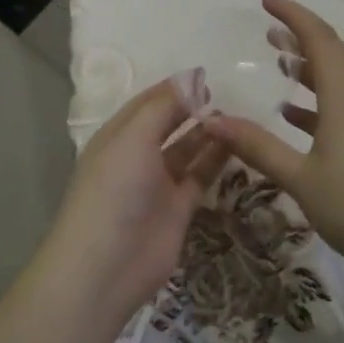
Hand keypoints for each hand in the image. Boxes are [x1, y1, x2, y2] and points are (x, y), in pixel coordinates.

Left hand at [45, 79, 226, 323]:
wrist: (106, 267)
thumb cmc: (114, 190)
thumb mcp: (133, 138)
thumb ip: (164, 106)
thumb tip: (192, 76)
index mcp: (118, 136)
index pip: (148, 103)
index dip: (174, 88)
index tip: (207, 76)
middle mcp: (137, 156)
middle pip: (168, 125)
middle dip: (191, 109)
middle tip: (224, 95)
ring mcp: (158, 184)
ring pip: (186, 150)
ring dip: (207, 133)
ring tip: (235, 116)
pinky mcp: (178, 209)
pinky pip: (200, 177)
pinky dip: (216, 160)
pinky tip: (237, 143)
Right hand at [206, 0, 343, 275]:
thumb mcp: (300, 177)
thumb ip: (257, 146)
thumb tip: (213, 120)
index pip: (319, 37)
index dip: (292, 14)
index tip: (265, 1)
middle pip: (333, 52)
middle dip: (300, 36)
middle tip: (268, 30)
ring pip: (342, 78)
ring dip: (311, 66)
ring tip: (280, 62)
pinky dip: (320, 98)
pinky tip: (296, 116)